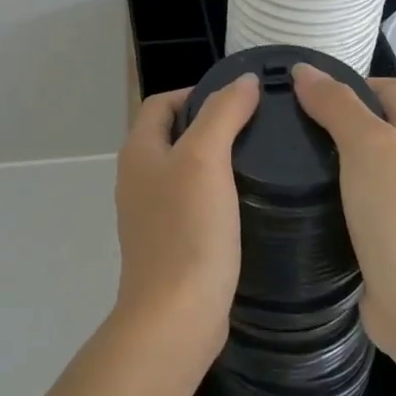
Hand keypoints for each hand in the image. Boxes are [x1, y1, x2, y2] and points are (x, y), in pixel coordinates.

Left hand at [113, 75, 261, 357]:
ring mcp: (150, 214)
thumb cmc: (188, 230)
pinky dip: (216, 194)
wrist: (176, 315)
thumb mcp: (206, 159)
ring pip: (184, 170)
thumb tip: (242, 80)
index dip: (197, 92)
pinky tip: (246, 202)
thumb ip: (223, 113)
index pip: (161, 103)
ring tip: (259, 159)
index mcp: (138, 152)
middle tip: (257, 127)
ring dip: (215, 160)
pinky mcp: (169, 242)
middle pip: (172, 135)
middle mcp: (137, 178)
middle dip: (210, 124)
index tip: (241, 98)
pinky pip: (192, 204)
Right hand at [291, 64, 395, 353]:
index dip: (346, 82)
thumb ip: (337, 106)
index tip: (297, 91)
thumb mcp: (368, 146)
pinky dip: (329, 194)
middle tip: (280, 124)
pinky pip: (353, 200)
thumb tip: (304, 70)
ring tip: (279, 158)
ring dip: (327, 159)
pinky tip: (297, 198)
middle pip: (372, 124)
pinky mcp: (386, 234)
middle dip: (330, 120)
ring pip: (360, 165)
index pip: (385, 87)